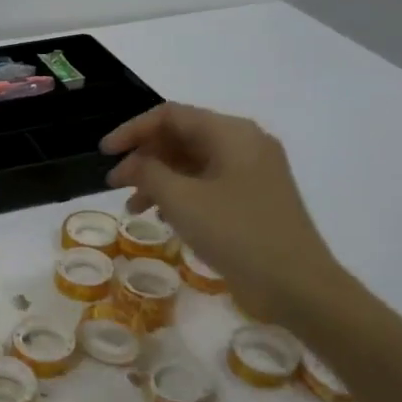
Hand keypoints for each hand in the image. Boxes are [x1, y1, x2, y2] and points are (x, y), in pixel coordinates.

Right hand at [102, 103, 340, 321]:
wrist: (297, 286)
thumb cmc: (237, 233)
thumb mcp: (182, 200)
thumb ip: (149, 172)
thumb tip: (133, 163)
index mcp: (231, 133)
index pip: (171, 115)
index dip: (132, 130)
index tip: (105, 153)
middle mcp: (244, 144)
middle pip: (182, 136)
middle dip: (144, 157)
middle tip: (115, 184)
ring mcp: (252, 173)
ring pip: (193, 163)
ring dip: (159, 179)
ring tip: (134, 207)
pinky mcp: (253, 199)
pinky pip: (207, 184)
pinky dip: (180, 194)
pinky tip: (162, 218)